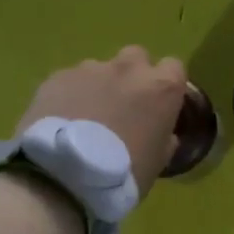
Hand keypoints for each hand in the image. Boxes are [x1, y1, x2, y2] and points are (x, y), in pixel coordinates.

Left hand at [16, 46, 188, 196]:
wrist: (64, 175)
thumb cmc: (123, 173)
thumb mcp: (158, 162)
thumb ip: (165, 138)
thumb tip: (164, 133)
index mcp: (161, 87)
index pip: (174, 68)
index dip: (166, 86)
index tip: (159, 105)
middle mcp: (129, 69)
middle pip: (137, 58)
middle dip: (132, 76)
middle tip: (123, 106)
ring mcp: (91, 69)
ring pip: (100, 69)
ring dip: (99, 86)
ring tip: (86, 116)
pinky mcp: (58, 76)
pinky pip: (70, 80)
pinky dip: (70, 94)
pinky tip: (62, 119)